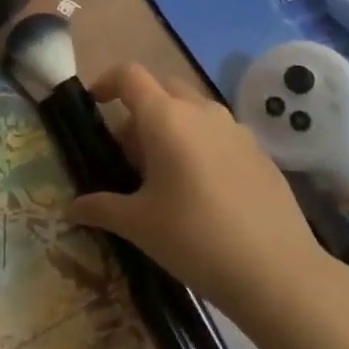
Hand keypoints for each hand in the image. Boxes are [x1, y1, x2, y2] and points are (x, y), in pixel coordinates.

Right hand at [69, 65, 348, 336]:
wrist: (278, 273)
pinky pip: (219, 133)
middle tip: (128, 152)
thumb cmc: (194, 239)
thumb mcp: (138, 225)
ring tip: (164, 174)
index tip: (95, 105)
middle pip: (162, 87)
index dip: (107, 82)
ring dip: (171, 127)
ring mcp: (236, 129)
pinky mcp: (260, 152)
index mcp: (165, 118)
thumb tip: (70, 209)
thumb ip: (100, 208)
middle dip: (140, 109)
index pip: (129, 75)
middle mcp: (201, 111)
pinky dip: (201, 145)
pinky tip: (203, 191)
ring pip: (193, 110)